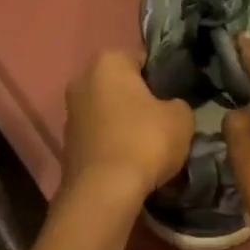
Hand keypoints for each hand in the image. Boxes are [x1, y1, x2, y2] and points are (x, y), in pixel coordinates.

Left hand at [61, 49, 193, 203]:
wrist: (104, 191)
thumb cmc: (145, 142)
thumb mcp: (181, 117)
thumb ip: (178, 104)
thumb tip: (169, 108)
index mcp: (107, 62)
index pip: (143, 58)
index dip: (164, 76)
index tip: (178, 95)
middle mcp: (82, 80)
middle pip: (123, 85)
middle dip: (142, 100)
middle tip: (167, 120)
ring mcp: (71, 113)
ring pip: (110, 111)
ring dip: (127, 123)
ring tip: (152, 145)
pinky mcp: (68, 143)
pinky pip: (101, 135)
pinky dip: (116, 143)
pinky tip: (133, 161)